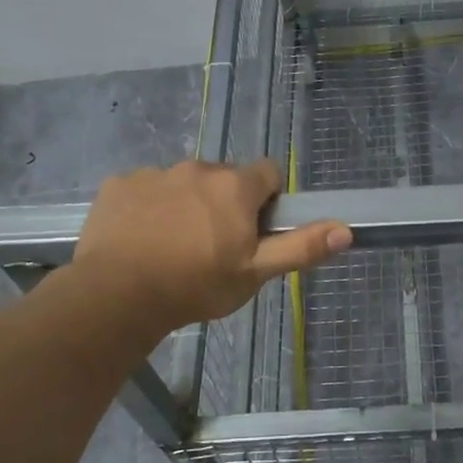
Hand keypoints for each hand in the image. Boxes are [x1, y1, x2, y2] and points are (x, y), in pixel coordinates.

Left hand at [67, 159, 350, 336]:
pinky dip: (149, 208)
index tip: (254, 230)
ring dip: (186, 204)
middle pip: (223, 178)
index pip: (267, 173)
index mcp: (234, 186)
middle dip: (224, 203)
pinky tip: (140, 240)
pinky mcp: (119, 184)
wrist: (116, 295)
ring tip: (173, 247)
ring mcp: (154, 174)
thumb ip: (300, 247)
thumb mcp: (255, 273)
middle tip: (214, 245)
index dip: (266, 200)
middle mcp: (197, 168)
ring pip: (183, 184)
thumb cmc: (195, 285)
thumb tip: (346, 230)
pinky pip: (145, 190)